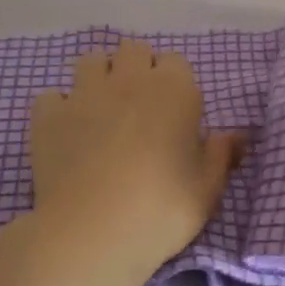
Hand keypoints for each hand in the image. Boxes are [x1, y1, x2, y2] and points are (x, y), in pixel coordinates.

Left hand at [0, 39, 244, 285]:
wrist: (91, 235)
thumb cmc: (161, 210)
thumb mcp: (207, 189)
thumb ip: (221, 155)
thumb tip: (236, 135)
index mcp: (174, 90)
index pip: (176, 62)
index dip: (175, 84)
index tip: (174, 112)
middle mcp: (129, 80)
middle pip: (133, 50)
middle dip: (137, 69)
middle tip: (139, 107)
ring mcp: (84, 94)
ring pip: (91, 61)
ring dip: (99, 78)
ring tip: (102, 111)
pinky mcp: (48, 115)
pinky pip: (52, 96)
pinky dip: (59, 108)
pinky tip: (66, 132)